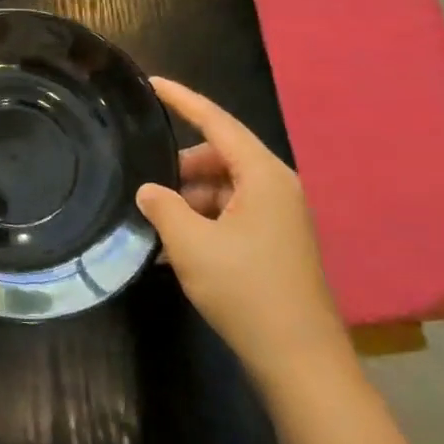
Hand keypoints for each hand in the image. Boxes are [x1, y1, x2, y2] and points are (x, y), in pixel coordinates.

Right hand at [136, 78, 352, 388]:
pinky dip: (203, 222)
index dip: (182, 100)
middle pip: (220, 156)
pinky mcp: (276, 244)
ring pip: (223, 188)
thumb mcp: (190, 244)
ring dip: (188, 200)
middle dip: (180, 167)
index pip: (217, 122)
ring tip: (155, 226)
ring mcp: (280, 217)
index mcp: (264, 176)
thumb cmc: (245, 290)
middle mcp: (277, 188)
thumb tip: (148, 190)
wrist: (299, 360)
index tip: (152, 83)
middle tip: (145, 185)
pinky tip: (173, 249)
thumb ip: (162, 206)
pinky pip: (231, 215)